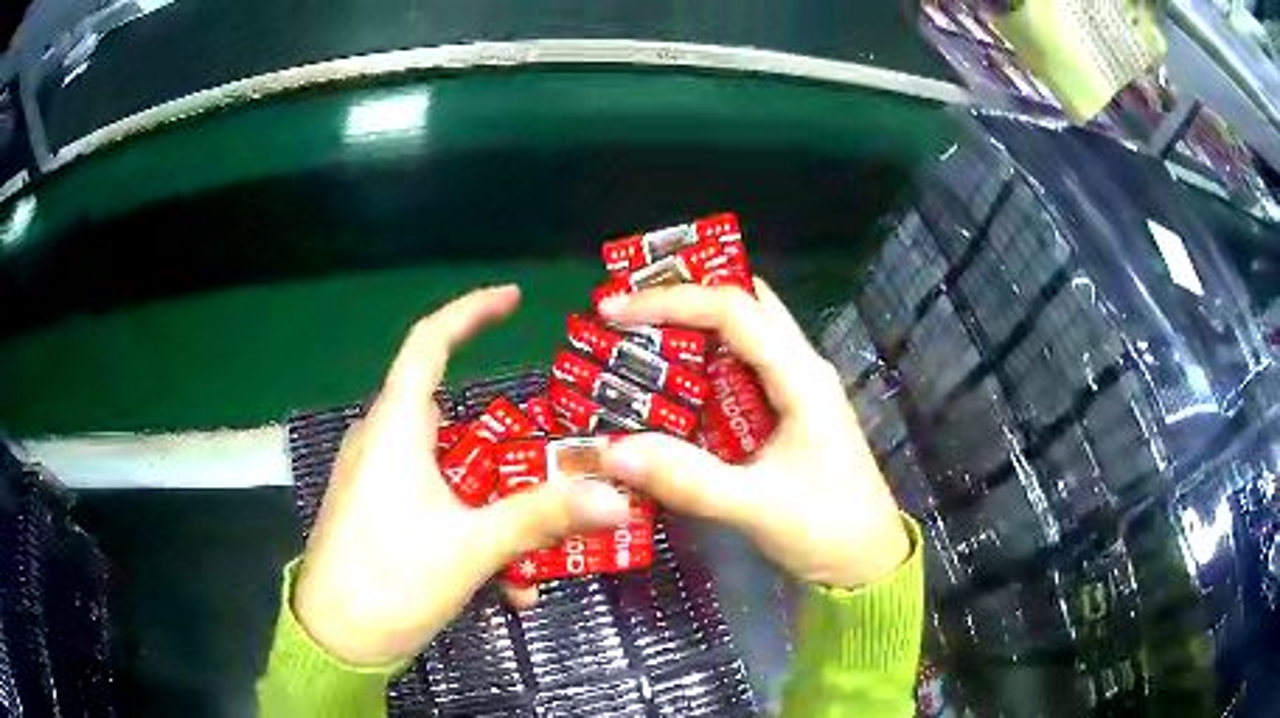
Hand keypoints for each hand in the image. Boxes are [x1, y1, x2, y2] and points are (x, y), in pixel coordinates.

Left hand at [294, 286, 632, 665]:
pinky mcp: (381, 512)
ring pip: (450, 471)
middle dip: (504, 445)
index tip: (512, 298)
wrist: (335, 639)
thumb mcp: (470, 549)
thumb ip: (541, 518)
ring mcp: (379, 480)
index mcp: (394, 429)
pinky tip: (504, 584)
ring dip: (494, 503)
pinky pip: (436, 503)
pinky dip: (472, 528)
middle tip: (552, 462)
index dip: (469, 312)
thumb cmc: (389, 580)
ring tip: (534, 549)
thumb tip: (615, 498)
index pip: (428, 343)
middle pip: (452, 416)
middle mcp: (383, 443)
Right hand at [599, 278, 909, 588]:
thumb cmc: (827, 528)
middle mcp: (799, 368)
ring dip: (691, 326)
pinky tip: (663, 385)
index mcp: (801, 377)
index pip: (735, 310)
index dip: (672, 300)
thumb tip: (611, 450)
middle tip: (624, 306)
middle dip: (685, 293)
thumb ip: (688, 480)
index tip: (613, 310)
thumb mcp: (757, 507)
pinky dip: (699, 365)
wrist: (868, 561)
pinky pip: (738, 372)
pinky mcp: (784, 414)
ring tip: (630, 336)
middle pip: (744, 303)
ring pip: (742, 334)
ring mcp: (794, 390)